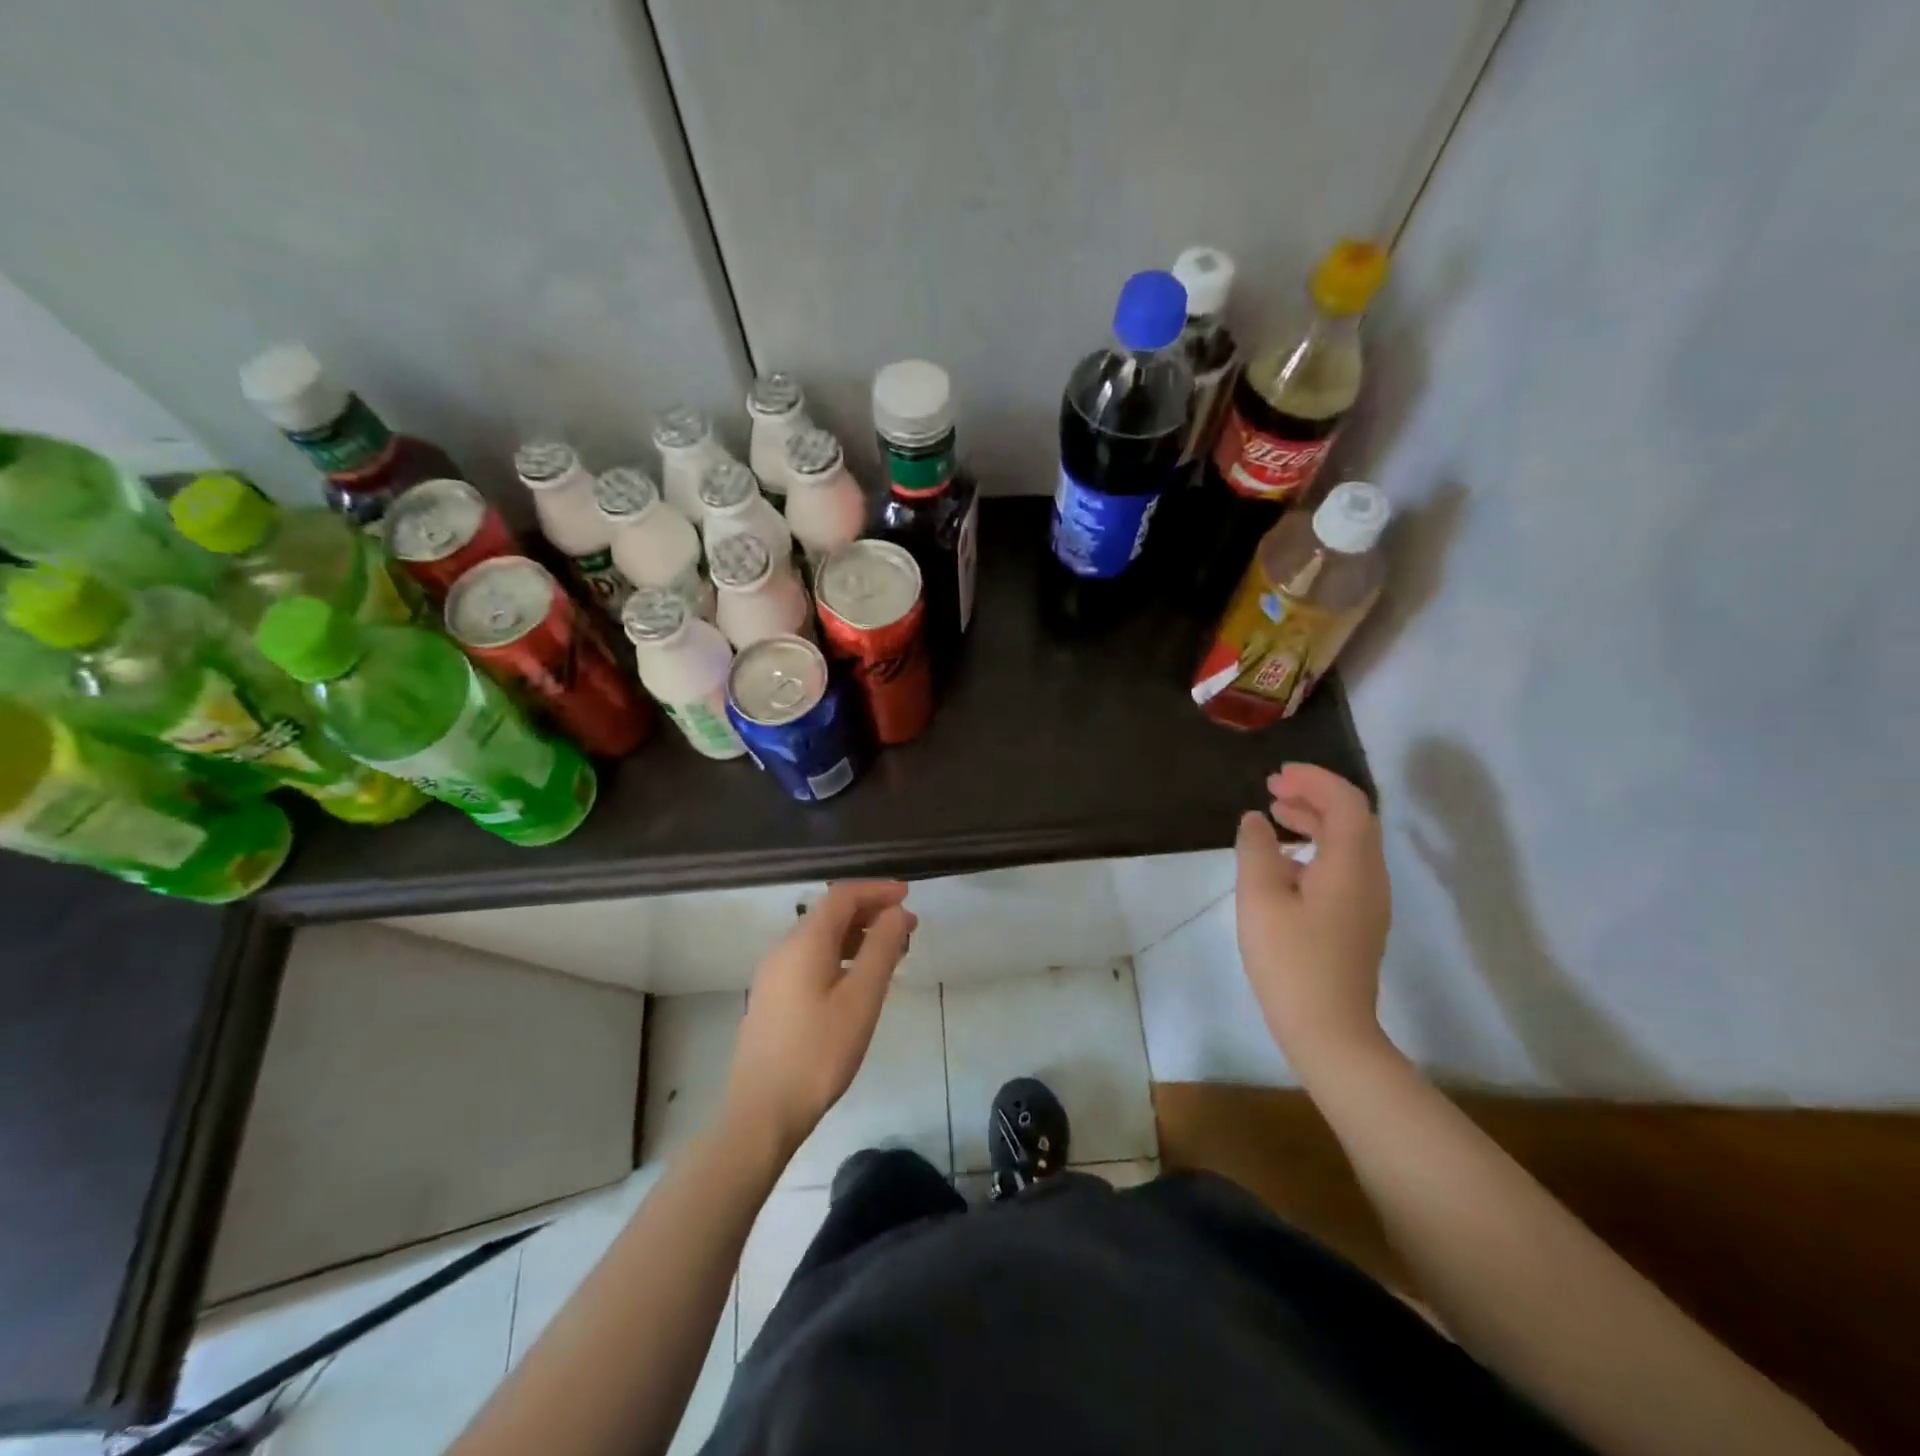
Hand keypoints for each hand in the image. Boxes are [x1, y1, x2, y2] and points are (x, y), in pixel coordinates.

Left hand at [723, 881, 917, 1156]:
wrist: (761, 1112)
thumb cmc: (818, 1054)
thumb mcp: (861, 999)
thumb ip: (881, 949)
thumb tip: (896, 912)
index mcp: (804, 942)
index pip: (842, 896)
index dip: (877, 890)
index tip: (909, 896)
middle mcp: (784, 949)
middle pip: (830, 914)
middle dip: (871, 913)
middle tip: (909, 928)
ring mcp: (774, 974)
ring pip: (821, 938)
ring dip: (857, 936)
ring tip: (891, 952)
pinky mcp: (772, 998)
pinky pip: (811, 959)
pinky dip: (840, 955)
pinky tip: (858, 980)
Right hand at [1235, 764, 1392, 1078]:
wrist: (1328, 1030)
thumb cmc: (1291, 961)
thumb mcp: (1260, 898)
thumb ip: (1257, 850)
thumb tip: (1255, 821)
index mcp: (1351, 864)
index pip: (1346, 802)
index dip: (1314, 779)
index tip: (1277, 774)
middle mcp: (1370, 876)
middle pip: (1352, 818)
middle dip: (1314, 795)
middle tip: (1272, 789)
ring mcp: (1368, 901)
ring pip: (1349, 843)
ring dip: (1315, 820)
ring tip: (1275, 814)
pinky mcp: (1359, 920)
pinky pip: (1344, 865)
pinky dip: (1317, 847)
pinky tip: (1284, 861)